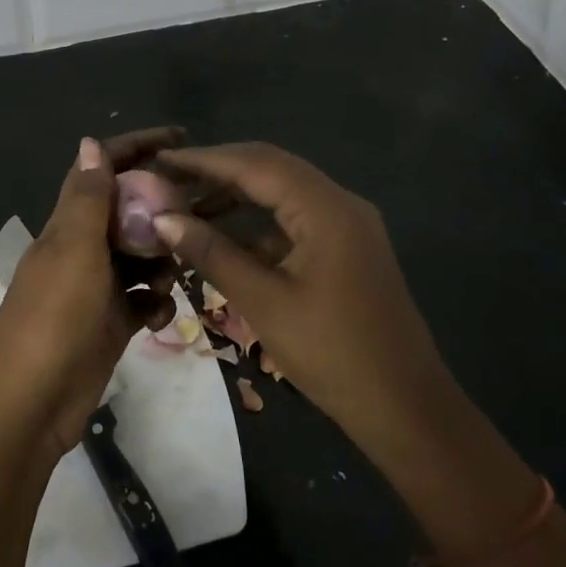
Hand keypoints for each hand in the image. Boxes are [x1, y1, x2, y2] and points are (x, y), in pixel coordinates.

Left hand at [0, 129, 181, 454]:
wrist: (31, 404)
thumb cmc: (54, 318)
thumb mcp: (75, 251)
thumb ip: (88, 198)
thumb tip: (90, 141)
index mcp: (68, 225)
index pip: (101, 170)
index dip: (135, 147)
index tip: (179, 138)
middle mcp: (82, 249)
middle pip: (128, 213)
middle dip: (160, 212)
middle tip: (196, 218)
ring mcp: (96, 288)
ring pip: (140, 257)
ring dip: (161, 261)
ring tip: (170, 277)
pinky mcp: (110, 323)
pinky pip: (142, 300)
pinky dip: (154, 303)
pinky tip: (157, 317)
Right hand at [153, 143, 453, 454]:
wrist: (405, 406)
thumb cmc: (332, 353)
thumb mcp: (263, 302)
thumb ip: (212, 253)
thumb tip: (162, 218)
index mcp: (326, 208)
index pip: (255, 164)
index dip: (204, 160)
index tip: (160, 160)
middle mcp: (340, 203)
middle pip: (270, 169)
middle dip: (217, 171)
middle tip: (168, 179)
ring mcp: (347, 225)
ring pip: (282, 193)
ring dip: (236, 197)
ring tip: (186, 208)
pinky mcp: (346, 248)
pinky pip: (295, 220)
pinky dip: (257, 224)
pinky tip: (225, 242)